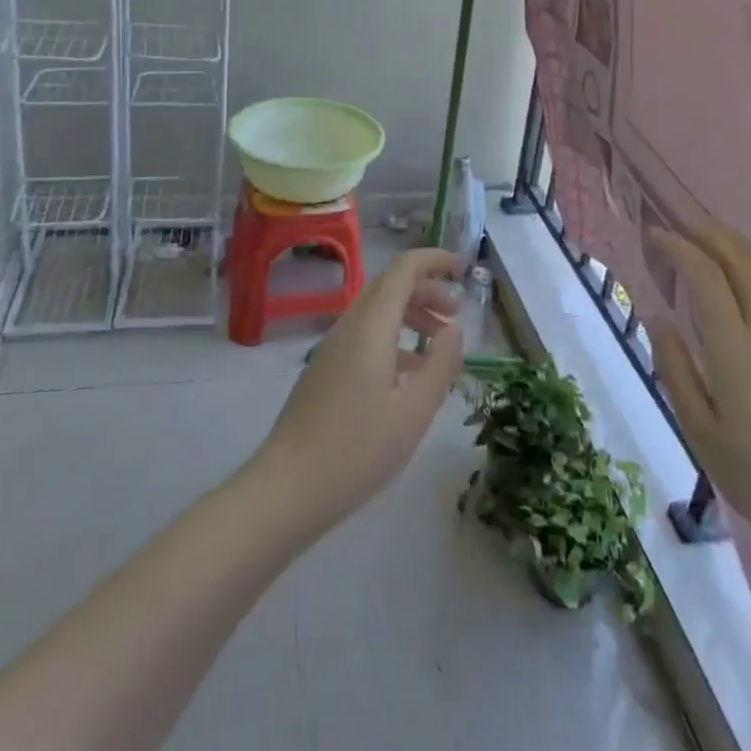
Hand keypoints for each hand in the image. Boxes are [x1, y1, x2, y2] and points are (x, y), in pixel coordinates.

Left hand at [253, 248, 466, 532]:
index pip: (404, 269)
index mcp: (371, 327)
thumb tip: (454, 329)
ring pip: (377, 310)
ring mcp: (333, 347)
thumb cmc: (357, 451)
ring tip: (439, 341)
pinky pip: (365, 333)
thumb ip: (440, 364)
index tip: (464, 269)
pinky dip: (394, 336)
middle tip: (457, 313)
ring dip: (411, 313)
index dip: (435, 260)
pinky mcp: (326, 368)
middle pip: (390, 285)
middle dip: (427, 288)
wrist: (286, 489)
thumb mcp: (414, 412)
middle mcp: (349, 325)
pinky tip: (410, 371)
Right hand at [649, 224, 750, 568]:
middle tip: (681, 225)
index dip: (678, 248)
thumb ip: (676, 368)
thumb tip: (657, 318)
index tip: (655, 235)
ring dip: (738, 245)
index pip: (704, 276)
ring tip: (713, 237)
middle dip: (710, 234)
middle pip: (742, 260)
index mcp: (736, 346)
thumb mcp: (700, 431)